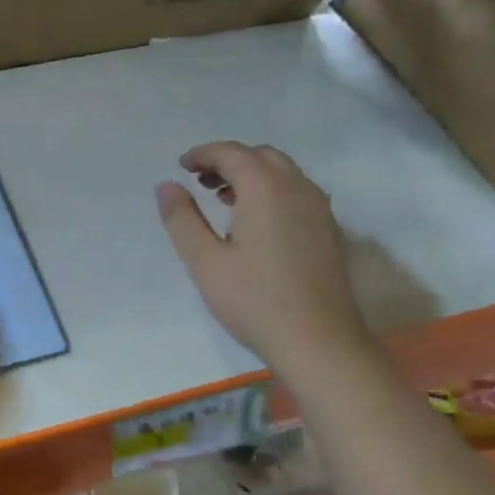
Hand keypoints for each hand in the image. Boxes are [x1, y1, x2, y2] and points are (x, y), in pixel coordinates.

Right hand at [155, 142, 369, 376]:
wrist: (318, 341)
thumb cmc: (254, 300)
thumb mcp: (204, 261)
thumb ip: (182, 218)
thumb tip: (166, 185)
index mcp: (266, 189)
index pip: (232, 153)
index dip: (203, 154)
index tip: (181, 167)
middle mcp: (298, 188)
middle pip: (261, 156)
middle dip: (228, 160)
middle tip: (199, 181)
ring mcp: (319, 209)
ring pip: (283, 173)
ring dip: (251, 174)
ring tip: (222, 199)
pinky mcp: (328, 230)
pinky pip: (296, 192)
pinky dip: (271, 190)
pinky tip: (254, 222)